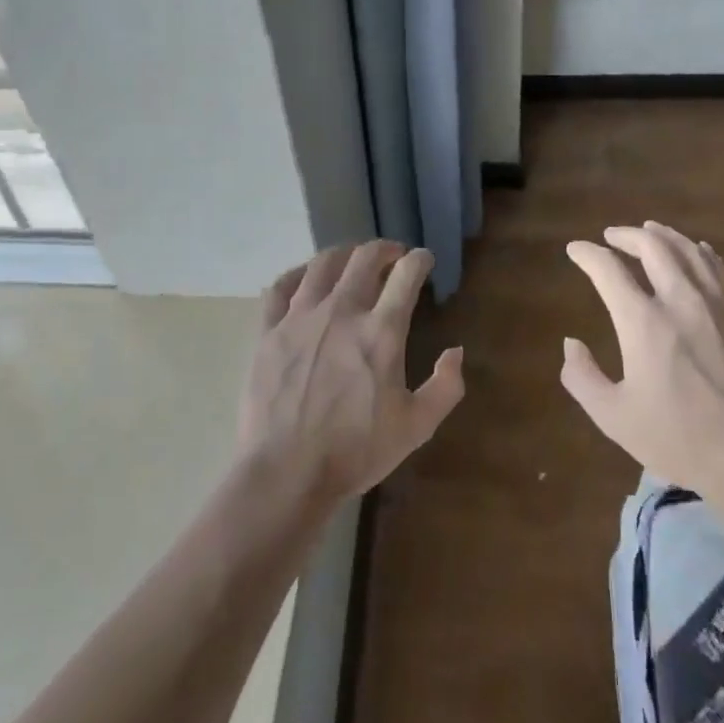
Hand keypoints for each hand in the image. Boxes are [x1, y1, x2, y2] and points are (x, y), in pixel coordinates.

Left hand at [239, 240, 464, 506]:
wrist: (286, 473)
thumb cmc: (356, 452)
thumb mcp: (416, 427)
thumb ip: (445, 387)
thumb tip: (455, 351)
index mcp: (381, 331)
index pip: (406, 274)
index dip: (420, 260)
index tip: (423, 260)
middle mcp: (342, 311)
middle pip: (365, 258)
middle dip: (384, 249)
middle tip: (392, 256)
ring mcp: (300, 317)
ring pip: (323, 263)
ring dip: (345, 255)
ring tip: (352, 261)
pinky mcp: (268, 331)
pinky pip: (281, 286)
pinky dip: (298, 274)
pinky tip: (306, 278)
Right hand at [559, 221, 723, 497]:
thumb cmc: (680, 440)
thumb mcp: (615, 418)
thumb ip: (583, 378)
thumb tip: (571, 343)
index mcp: (644, 322)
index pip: (608, 269)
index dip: (587, 254)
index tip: (575, 249)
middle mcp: (681, 300)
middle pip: (653, 247)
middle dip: (627, 235)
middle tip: (612, 236)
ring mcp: (720, 305)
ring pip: (690, 251)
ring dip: (665, 236)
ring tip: (651, 231)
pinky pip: (722, 269)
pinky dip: (702, 254)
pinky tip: (699, 252)